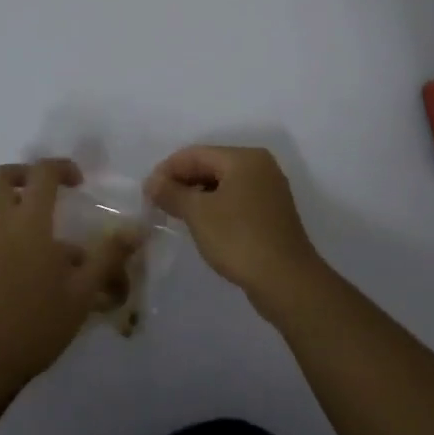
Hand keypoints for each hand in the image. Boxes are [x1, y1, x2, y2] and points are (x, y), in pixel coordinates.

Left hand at [0, 158, 137, 393]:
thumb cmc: (35, 324)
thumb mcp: (82, 293)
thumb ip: (108, 256)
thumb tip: (136, 228)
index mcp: (28, 222)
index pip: (42, 173)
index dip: (61, 167)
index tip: (78, 182)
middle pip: (0, 177)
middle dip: (25, 174)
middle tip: (48, 191)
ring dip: (11, 203)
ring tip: (39, 232)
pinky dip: (0, 228)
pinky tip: (22, 262)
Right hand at [145, 146, 324, 311]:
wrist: (286, 281)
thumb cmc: (239, 239)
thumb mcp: (198, 213)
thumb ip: (172, 192)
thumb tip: (152, 181)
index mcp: (244, 158)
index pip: (195, 153)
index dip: (167, 169)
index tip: (146, 192)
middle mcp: (260, 167)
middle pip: (210, 165)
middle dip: (181, 182)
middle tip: (157, 204)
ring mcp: (269, 191)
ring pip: (222, 184)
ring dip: (196, 196)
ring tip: (174, 214)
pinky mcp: (271, 214)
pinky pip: (235, 200)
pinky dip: (214, 207)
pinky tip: (200, 225)